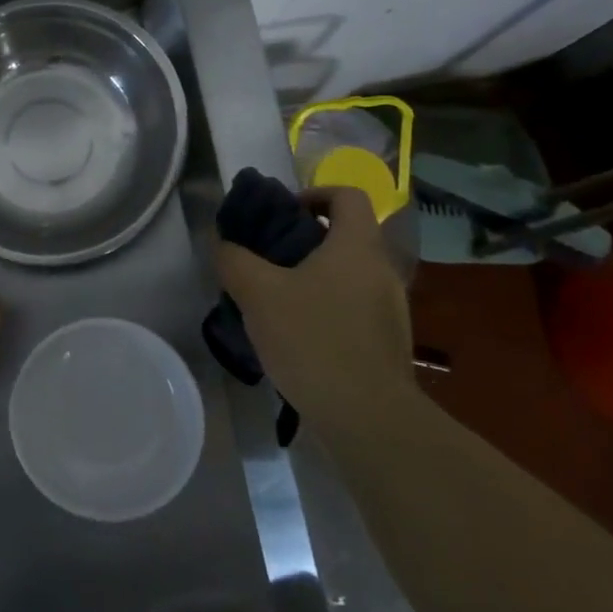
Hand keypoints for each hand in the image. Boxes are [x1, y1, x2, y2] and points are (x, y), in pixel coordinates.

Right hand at [213, 186, 412, 429]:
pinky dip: (326, 310)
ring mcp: (390, 309)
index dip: (313, 194)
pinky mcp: (387, 342)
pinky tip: (297, 337)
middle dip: (304, 241)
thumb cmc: (313, 340)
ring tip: (275, 302)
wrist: (367, 417)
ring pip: (348, 275)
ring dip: (313, 278)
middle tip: (266, 261)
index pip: (347, 195)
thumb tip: (222, 242)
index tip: (281, 215)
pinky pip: (353, 309)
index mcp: (356, 246)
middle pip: (346, 235)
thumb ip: (235, 260)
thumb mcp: (258, 294)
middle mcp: (381, 270)